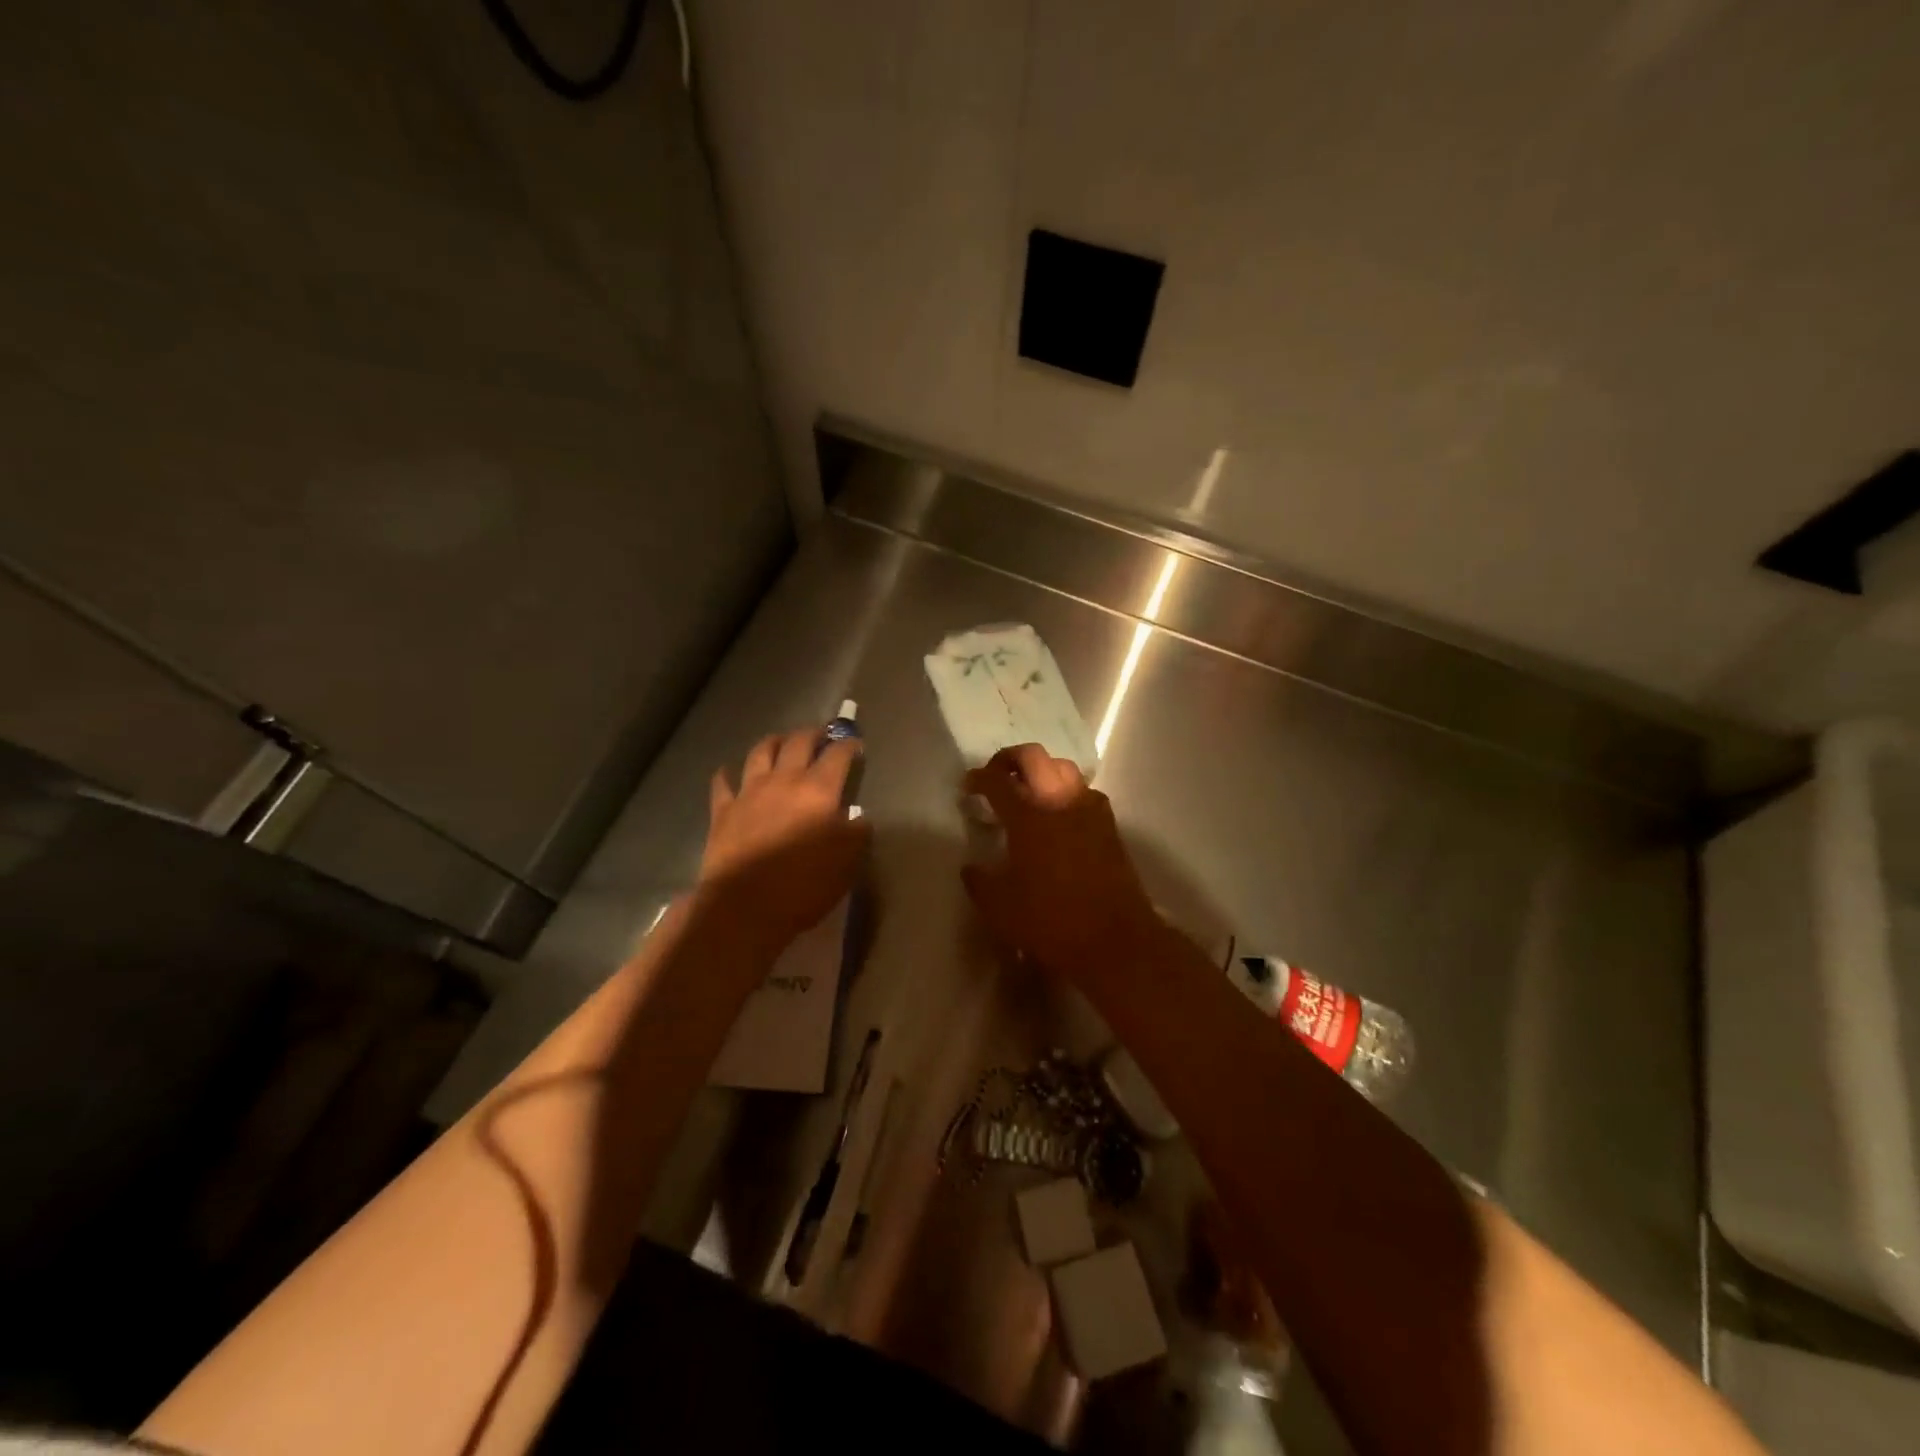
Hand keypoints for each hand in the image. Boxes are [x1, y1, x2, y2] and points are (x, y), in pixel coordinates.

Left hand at [697, 727, 869, 952]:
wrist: (745, 907)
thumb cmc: (805, 885)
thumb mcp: (848, 862)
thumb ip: (857, 833)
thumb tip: (858, 817)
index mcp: (819, 790)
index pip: (838, 755)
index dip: (849, 745)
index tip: (856, 745)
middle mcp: (784, 780)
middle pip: (798, 742)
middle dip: (813, 733)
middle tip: (822, 735)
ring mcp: (749, 792)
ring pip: (761, 752)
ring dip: (774, 741)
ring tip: (782, 741)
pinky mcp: (723, 811)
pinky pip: (723, 783)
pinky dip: (727, 774)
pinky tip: (729, 772)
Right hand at [960, 744, 1161, 980]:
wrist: (1115, 939)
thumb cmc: (1051, 921)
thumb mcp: (1000, 909)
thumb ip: (980, 882)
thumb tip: (971, 867)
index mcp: (1028, 817)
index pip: (997, 781)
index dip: (978, 778)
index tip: (968, 786)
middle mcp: (1059, 802)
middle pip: (1033, 757)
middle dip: (1009, 759)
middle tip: (995, 775)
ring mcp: (1089, 810)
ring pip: (1063, 768)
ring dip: (1041, 771)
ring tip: (1028, 792)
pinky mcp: (1109, 825)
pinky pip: (1084, 792)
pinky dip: (1066, 792)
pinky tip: (1060, 815)